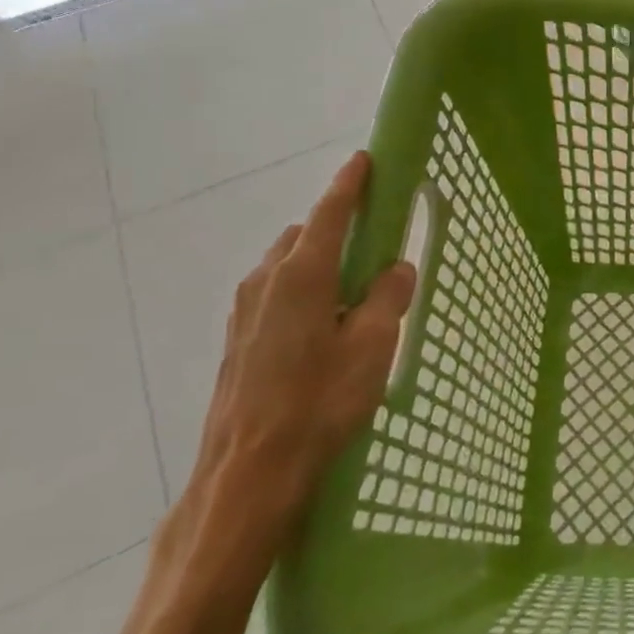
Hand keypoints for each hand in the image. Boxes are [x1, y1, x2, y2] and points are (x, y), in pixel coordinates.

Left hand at [177, 151, 416, 584]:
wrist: (248, 474)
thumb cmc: (318, 404)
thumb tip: (396, 266)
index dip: (350, 183)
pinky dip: (301, 289)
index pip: (330, 212)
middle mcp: (266, 281)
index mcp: (302, 274)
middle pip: (305, 235)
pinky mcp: (237, 338)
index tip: (365, 159)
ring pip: (287, 265)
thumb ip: (389, 297)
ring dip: (318, 262)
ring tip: (352, 297)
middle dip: (337, 229)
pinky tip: (322, 328)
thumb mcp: (372, 347)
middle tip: (374, 248)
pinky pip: (275, 293)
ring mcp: (244, 310)